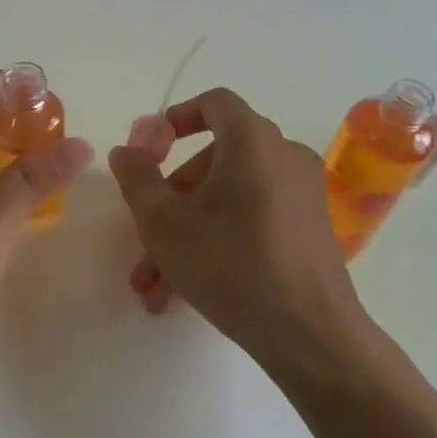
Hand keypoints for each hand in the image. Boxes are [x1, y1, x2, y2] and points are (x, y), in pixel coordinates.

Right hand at [108, 87, 363, 372]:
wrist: (311, 335)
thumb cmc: (231, 264)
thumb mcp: (164, 223)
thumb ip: (138, 178)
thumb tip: (126, 151)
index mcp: (253, 141)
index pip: (215, 102)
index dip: (177, 118)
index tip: (150, 150)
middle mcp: (283, 156)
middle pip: (215, 160)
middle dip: (170, 199)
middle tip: (143, 239)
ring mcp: (301, 194)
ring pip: (229, 199)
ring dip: (186, 232)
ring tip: (153, 285)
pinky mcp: (309, 229)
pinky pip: (252, 219)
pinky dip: (218, 240)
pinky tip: (184, 292)